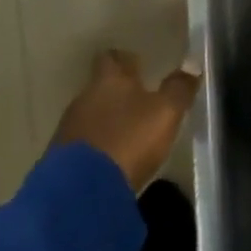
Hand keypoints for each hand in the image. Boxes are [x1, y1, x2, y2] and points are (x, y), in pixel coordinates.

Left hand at [52, 49, 200, 191]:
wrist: (80, 193)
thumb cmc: (129, 140)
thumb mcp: (166, 112)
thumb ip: (179, 87)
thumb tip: (192, 63)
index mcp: (110, 80)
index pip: (113, 57)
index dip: (125, 60)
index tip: (138, 65)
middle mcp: (84, 98)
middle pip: (100, 88)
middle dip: (117, 93)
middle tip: (139, 103)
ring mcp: (67, 129)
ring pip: (90, 116)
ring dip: (105, 122)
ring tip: (126, 134)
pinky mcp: (58, 161)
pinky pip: (81, 144)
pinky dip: (95, 147)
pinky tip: (108, 160)